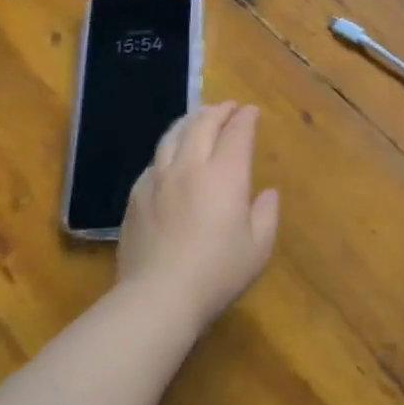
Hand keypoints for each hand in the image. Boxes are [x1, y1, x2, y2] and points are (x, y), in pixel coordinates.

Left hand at [116, 102, 280, 330]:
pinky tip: (171, 157)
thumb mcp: (258, 248)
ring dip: (190, 121)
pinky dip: (168, 149)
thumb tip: (267, 194)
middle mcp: (190, 167)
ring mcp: (158, 179)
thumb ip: (266, 215)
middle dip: (219, 110)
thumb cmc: (217, 273)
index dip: (246, 118)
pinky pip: (154, 161)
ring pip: (172, 135)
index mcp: (225, 175)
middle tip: (228, 107)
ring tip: (198, 118)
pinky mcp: (136, 196)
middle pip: (202, 124)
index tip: (252, 111)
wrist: (157, 297)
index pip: (237, 132)